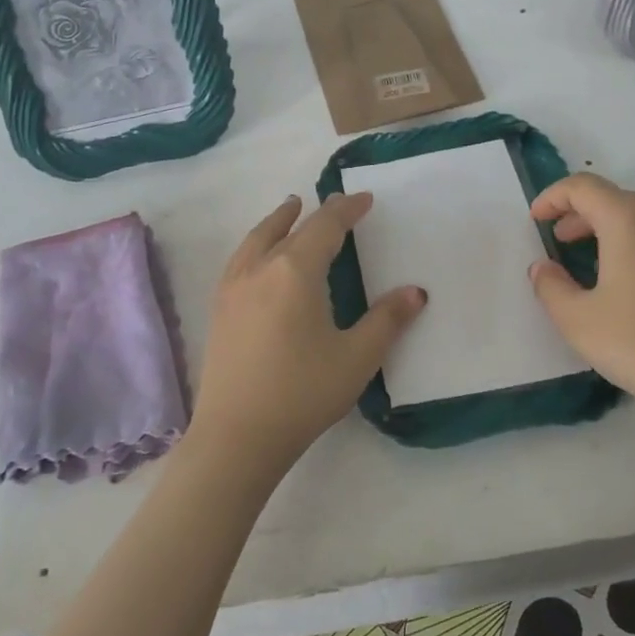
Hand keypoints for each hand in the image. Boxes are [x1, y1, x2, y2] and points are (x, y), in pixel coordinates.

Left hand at [189, 192, 426, 471]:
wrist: (236, 436)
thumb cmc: (302, 393)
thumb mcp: (356, 357)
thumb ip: (387, 320)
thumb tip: (415, 292)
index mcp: (295, 271)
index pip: (325, 226)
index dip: (346, 209)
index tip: (364, 198)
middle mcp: (260, 268)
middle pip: (289, 228)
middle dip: (314, 213)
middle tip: (333, 205)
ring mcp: (233, 288)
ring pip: (257, 239)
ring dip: (278, 221)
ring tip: (290, 210)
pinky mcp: (219, 309)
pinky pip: (240, 259)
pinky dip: (256, 243)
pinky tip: (260, 258)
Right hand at [527, 173, 634, 433]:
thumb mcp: (578, 321)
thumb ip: (550, 286)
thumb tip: (544, 267)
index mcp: (630, 219)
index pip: (583, 187)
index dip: (552, 197)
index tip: (536, 220)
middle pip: (615, 198)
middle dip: (580, 214)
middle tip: (559, 242)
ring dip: (611, 229)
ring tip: (593, 263)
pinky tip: (634, 284)